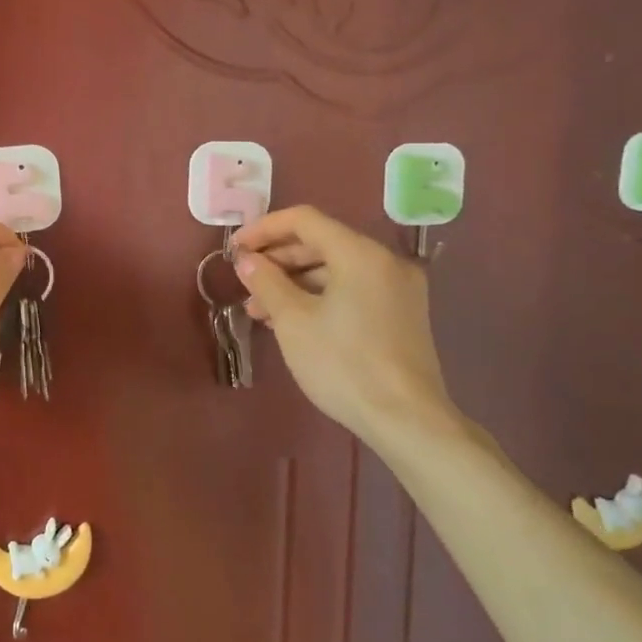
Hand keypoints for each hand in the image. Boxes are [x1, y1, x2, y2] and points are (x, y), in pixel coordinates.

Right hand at [232, 206, 463, 451]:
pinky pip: (353, 289)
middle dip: (278, 259)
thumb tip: (247, 260)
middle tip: (245, 280)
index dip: (264, 229)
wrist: (407, 421)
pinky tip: (292, 319)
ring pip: (335, 269)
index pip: (304, 220)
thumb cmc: (343, 364)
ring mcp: (398, 288)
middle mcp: (384, 261)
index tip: (235, 249)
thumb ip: (266, 281)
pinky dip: (320, 295)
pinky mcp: (402, 313)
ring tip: (260, 309)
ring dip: (295, 281)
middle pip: (321, 242)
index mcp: (360, 253)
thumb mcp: (293, 320)